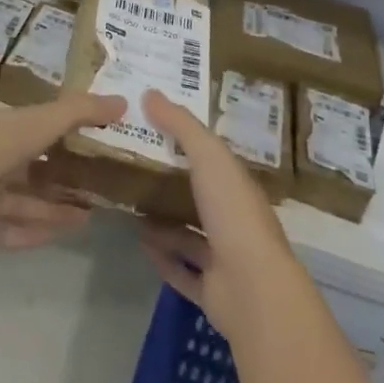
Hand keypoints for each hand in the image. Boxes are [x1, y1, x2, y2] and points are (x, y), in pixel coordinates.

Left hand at [0, 94, 124, 249]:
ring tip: (91, 214)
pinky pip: (13, 229)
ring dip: (55, 207)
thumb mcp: (44, 119)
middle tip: (96, 186)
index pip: (33, 127)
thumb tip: (123, 101)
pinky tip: (67, 233)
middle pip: (31, 168)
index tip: (90, 142)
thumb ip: (81, 110)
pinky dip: (37, 231)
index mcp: (0, 127)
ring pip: (25, 201)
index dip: (60, 133)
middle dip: (61, 177)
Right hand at [138, 89, 308, 340]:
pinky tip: (140, 242)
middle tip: (134, 166)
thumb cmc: (233, 213)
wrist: (252, 290)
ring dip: (165, 223)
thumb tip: (149, 92)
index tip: (155, 128)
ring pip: (190, 236)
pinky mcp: (211, 291)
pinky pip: (182, 270)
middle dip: (173, 184)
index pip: (212, 158)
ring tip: (131, 204)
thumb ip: (181, 125)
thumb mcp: (208, 156)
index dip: (187, 141)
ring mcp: (224, 258)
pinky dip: (163, 257)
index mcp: (238, 186)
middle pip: (200, 197)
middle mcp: (234, 219)